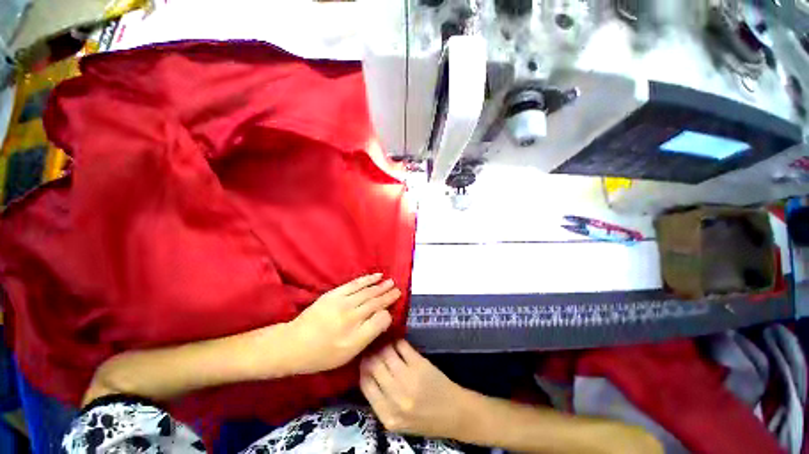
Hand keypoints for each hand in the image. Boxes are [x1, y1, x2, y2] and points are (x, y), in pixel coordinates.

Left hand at [288, 273, 400, 374]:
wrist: (293, 344)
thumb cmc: (322, 354)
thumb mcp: (347, 354)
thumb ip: (368, 335)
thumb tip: (384, 319)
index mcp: (355, 334)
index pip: (380, 318)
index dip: (389, 311)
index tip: (395, 307)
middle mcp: (351, 315)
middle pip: (374, 302)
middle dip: (387, 295)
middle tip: (398, 289)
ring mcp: (342, 302)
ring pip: (366, 291)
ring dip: (379, 286)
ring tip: (390, 281)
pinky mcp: (334, 294)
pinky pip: (354, 284)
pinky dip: (366, 279)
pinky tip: (375, 276)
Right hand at [360, 340, 465, 437]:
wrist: (454, 414)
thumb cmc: (425, 419)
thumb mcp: (398, 421)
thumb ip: (381, 401)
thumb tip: (367, 371)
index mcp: (387, 416)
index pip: (365, 384)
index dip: (363, 367)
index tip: (364, 358)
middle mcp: (396, 397)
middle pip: (374, 366)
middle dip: (371, 353)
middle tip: (372, 346)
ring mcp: (409, 379)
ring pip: (386, 353)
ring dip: (383, 345)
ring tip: (383, 341)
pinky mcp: (420, 365)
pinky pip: (402, 347)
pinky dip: (397, 341)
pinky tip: (396, 341)